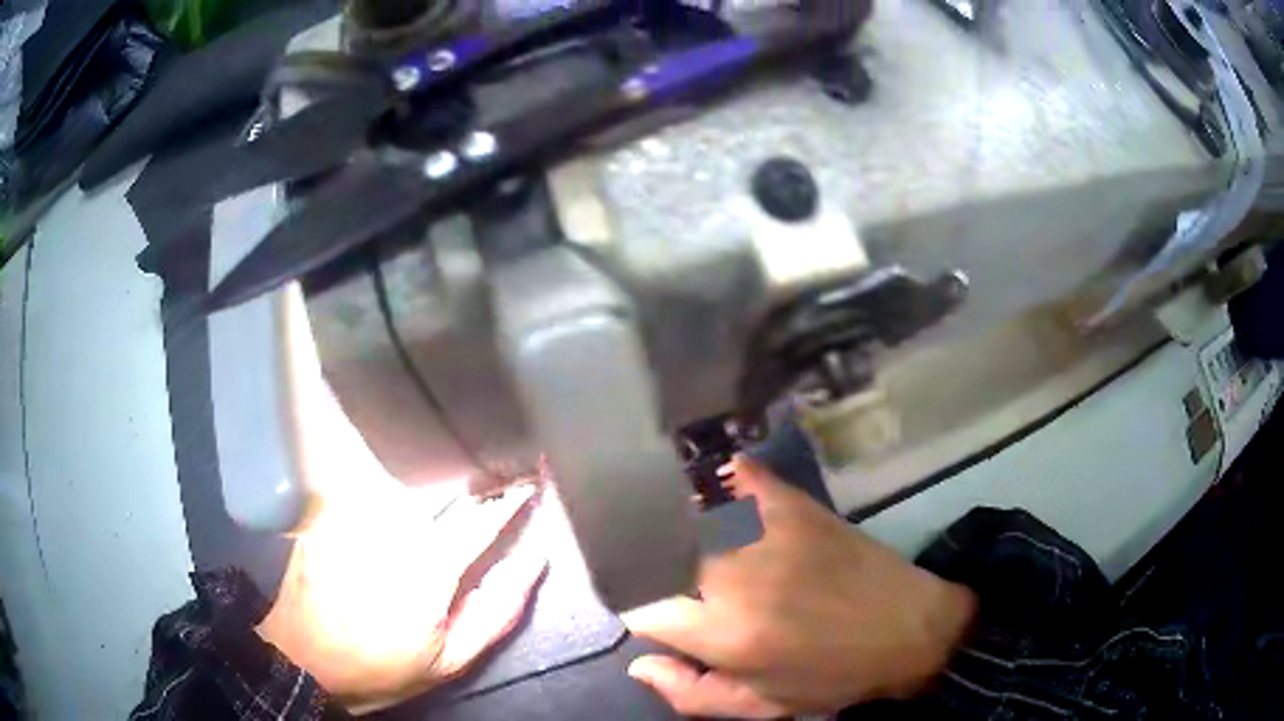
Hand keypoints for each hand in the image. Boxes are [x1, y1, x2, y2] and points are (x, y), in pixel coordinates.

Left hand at [257, 480, 546, 714]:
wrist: (302, 661)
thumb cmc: (381, 668)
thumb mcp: (449, 661)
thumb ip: (496, 612)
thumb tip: (531, 562)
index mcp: (427, 569)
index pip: (480, 517)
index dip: (510, 495)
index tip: (531, 477)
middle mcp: (388, 530)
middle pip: (442, 487)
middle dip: (471, 480)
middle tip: (489, 480)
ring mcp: (349, 514)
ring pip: (403, 482)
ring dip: (430, 482)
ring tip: (442, 488)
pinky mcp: (323, 510)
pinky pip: (366, 487)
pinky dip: (387, 489)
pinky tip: (389, 506)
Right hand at [623, 458, 975, 718]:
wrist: (909, 630)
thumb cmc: (832, 677)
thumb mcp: (762, 706)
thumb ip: (690, 693)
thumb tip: (638, 664)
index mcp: (724, 635)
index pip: (640, 607)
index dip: (637, 610)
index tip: (651, 612)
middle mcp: (734, 580)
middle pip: (655, 554)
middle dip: (645, 564)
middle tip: (661, 574)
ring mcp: (766, 536)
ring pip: (688, 514)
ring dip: (673, 524)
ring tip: (679, 535)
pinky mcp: (796, 507)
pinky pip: (742, 476)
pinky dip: (721, 478)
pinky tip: (714, 487)